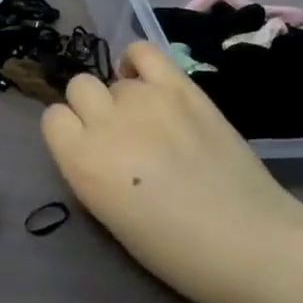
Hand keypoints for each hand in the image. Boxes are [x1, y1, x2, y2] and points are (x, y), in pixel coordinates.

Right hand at [40, 42, 302, 302]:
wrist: (250, 243)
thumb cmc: (176, 251)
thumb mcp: (110, 216)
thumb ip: (91, 169)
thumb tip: (95, 144)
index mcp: (81, 162)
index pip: (53, 119)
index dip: (70, 132)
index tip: (89, 148)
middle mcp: (106, 122)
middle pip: (80, 88)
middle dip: (92, 109)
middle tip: (120, 136)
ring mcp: (146, 99)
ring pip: (114, 78)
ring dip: (124, 97)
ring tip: (150, 122)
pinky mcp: (182, 87)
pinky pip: (144, 52)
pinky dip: (138, 62)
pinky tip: (149, 83)